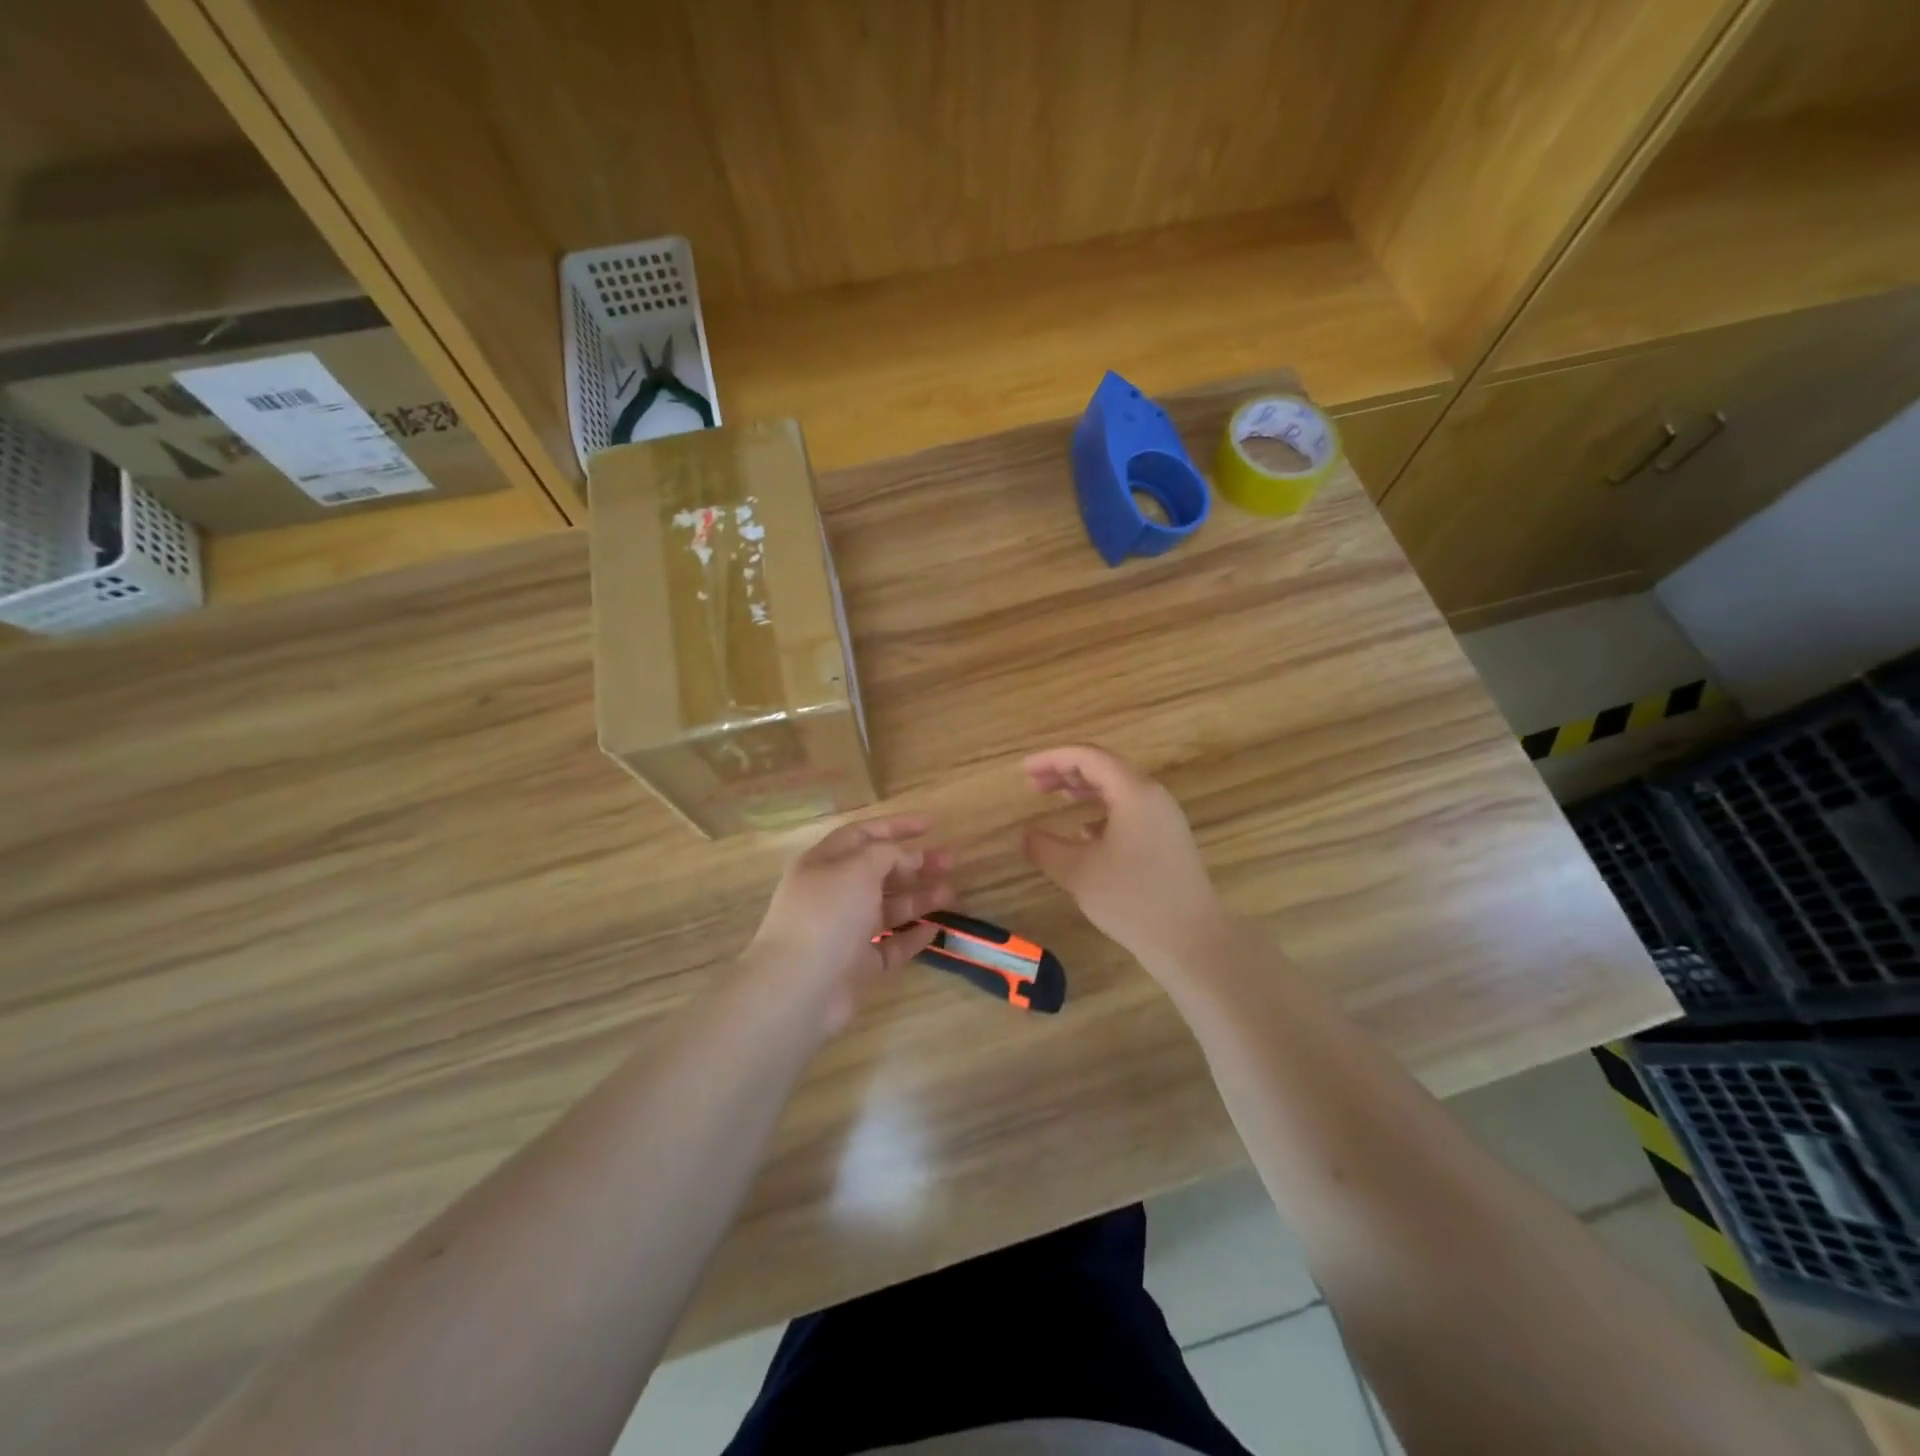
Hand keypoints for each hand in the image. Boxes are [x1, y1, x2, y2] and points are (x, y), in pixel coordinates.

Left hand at [745, 814, 954, 1032]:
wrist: (798, 988)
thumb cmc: (826, 915)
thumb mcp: (858, 868)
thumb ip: (887, 855)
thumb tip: (909, 858)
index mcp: (823, 863)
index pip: (863, 835)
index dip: (897, 826)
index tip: (932, 824)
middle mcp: (833, 894)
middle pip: (879, 872)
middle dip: (915, 864)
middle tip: (950, 860)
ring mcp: (844, 932)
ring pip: (887, 908)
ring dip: (919, 897)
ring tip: (951, 892)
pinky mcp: (856, 967)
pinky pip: (890, 946)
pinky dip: (911, 937)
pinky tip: (934, 930)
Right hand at [1022, 745, 1227, 969]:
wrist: (1191, 939)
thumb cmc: (1132, 900)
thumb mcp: (1077, 872)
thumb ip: (1044, 847)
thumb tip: (1027, 833)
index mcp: (1134, 792)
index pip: (1088, 757)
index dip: (1052, 758)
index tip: (1024, 769)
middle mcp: (1152, 795)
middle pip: (1104, 768)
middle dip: (1066, 771)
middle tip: (1033, 783)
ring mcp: (1163, 817)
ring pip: (1117, 788)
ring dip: (1083, 789)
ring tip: (1054, 798)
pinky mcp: (1167, 838)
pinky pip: (1129, 809)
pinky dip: (1101, 809)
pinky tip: (1084, 830)